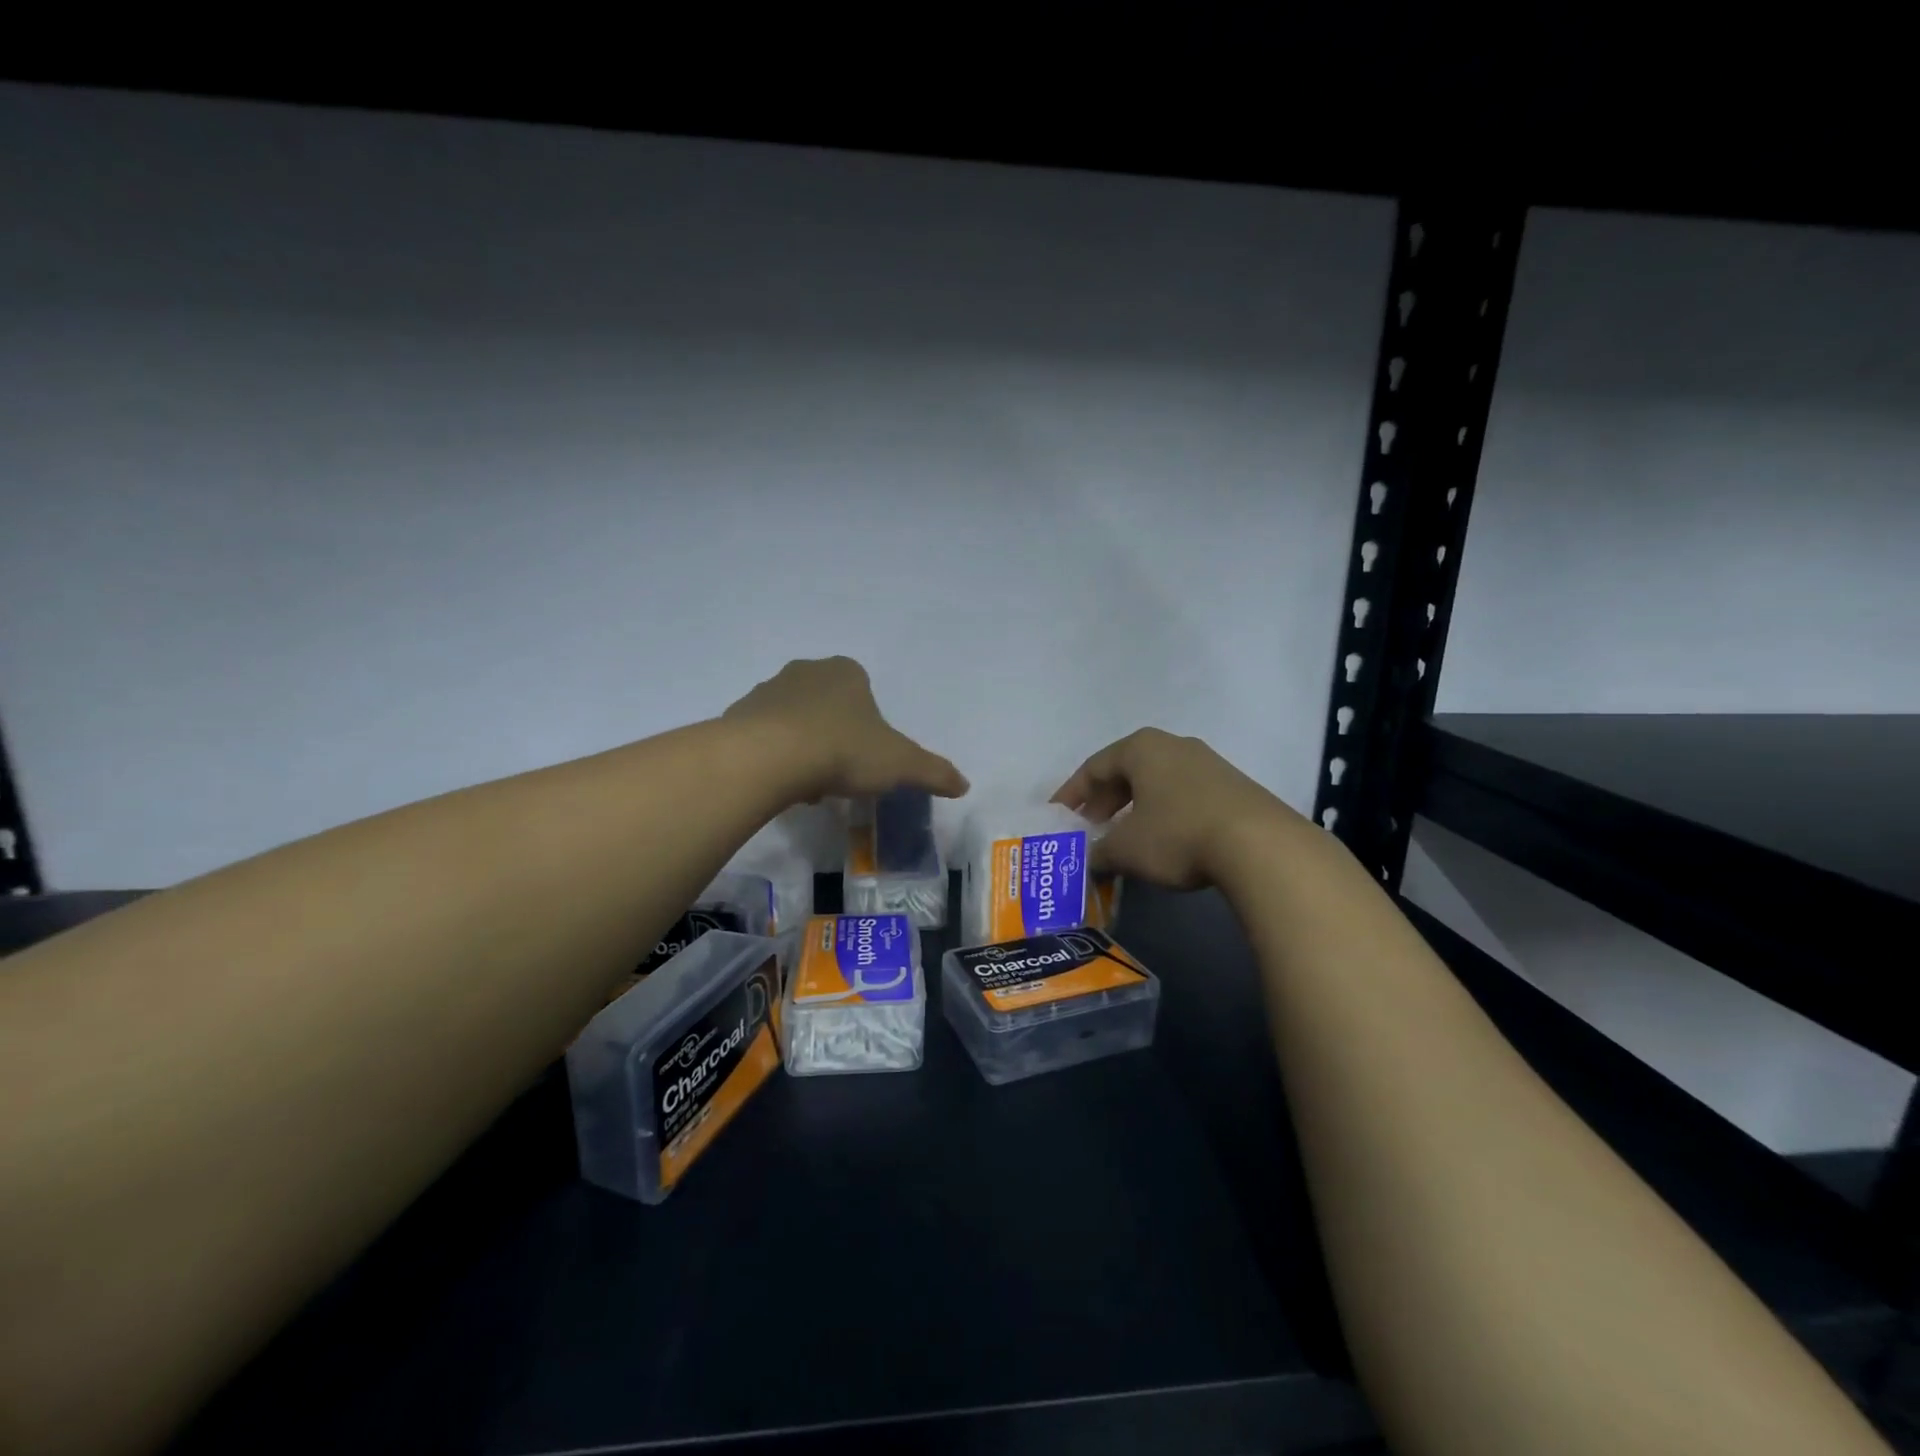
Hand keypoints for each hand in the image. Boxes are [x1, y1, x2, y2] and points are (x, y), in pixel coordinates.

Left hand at [725, 656, 968, 802]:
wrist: (769, 758)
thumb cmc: (843, 750)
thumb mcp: (900, 765)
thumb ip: (933, 772)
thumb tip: (964, 785)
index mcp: (846, 672)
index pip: (863, 692)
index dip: (868, 727)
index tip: (865, 759)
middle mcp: (805, 672)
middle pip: (827, 706)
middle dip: (834, 736)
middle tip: (839, 774)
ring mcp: (767, 690)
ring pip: (794, 720)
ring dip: (803, 747)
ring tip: (809, 785)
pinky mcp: (737, 715)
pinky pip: (763, 736)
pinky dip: (773, 756)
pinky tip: (780, 783)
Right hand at [1051, 728, 1301, 888]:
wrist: (1260, 845)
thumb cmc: (1177, 835)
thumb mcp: (1126, 849)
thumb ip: (1099, 852)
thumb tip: (1089, 860)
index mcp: (1140, 748)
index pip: (1093, 767)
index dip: (1071, 794)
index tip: (1057, 817)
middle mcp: (1173, 746)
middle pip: (1126, 771)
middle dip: (1103, 802)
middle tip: (1089, 829)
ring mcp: (1208, 763)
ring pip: (1156, 783)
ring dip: (1134, 809)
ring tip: (1124, 838)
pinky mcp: (1233, 787)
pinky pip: (1184, 795)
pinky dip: (1163, 814)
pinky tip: (1163, 840)